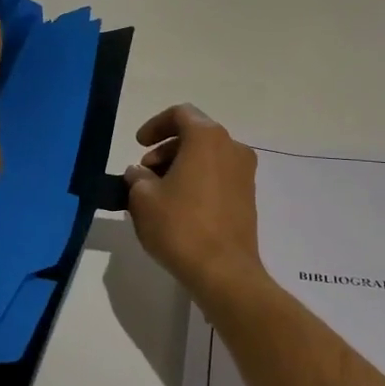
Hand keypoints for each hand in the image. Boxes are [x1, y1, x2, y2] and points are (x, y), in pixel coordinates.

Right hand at [123, 105, 263, 301]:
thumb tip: (139, 173)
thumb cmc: (180, 226)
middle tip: (144, 172)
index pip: (180, 114)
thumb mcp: (143, 199)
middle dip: (166, 148)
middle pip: (195, 134)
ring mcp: (244, 173)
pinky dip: (197, 180)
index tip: (139, 144)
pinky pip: (218, 176)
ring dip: (181, 165)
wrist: (224, 271)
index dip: (155, 125)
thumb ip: (136, 177)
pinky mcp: (248, 197)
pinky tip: (179, 206)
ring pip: (208, 156)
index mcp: (207, 138)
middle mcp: (232, 148)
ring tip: (158, 193)